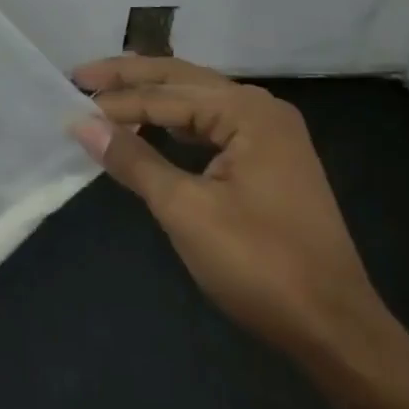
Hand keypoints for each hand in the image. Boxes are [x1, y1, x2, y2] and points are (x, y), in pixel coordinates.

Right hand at [70, 56, 380, 357]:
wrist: (337, 332)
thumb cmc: (260, 266)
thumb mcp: (186, 210)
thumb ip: (133, 160)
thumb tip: (82, 124)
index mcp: (247, 111)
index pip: (165, 96)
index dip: (116, 102)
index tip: (70, 104)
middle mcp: (261, 109)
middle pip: (183, 80)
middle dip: (130, 79)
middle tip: (80, 76)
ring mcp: (270, 134)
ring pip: (197, 102)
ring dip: (152, 99)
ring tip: (107, 95)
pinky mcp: (270, 161)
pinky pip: (211, 127)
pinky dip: (175, 125)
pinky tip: (151, 129)